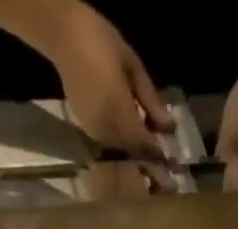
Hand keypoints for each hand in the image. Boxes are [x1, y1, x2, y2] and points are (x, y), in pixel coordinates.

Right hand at [45, 3, 171, 157]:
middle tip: (168, 183)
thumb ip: (150, 100)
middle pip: (132, 157)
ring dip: (136, 161)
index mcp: (119, 112)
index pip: (144, 145)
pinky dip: (123, 150)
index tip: (173, 165)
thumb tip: (168, 127)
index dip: (159, 156)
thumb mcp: (132, 66)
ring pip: (121, 155)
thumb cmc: (100, 42)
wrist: (63, 37)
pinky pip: (109, 147)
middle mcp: (106, 130)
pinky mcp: (87, 131)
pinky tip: (132, 148)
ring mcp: (95, 133)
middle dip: (150, 168)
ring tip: (152, 169)